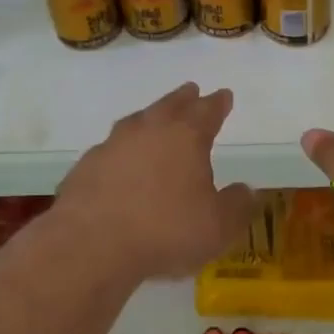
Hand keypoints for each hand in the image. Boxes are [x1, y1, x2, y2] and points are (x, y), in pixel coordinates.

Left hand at [54, 83, 253, 280]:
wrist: (92, 242)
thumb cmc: (165, 229)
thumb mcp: (217, 226)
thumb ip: (236, 205)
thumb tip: (246, 190)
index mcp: (186, 136)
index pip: (207, 110)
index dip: (218, 103)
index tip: (224, 95)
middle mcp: (149, 129)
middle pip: (170, 105)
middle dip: (184, 98)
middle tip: (191, 90)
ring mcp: (113, 144)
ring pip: (137, 121)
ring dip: (150, 117)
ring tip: (155, 118)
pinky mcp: (87, 164)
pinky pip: (112, 148)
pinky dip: (122, 149)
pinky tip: (121, 161)